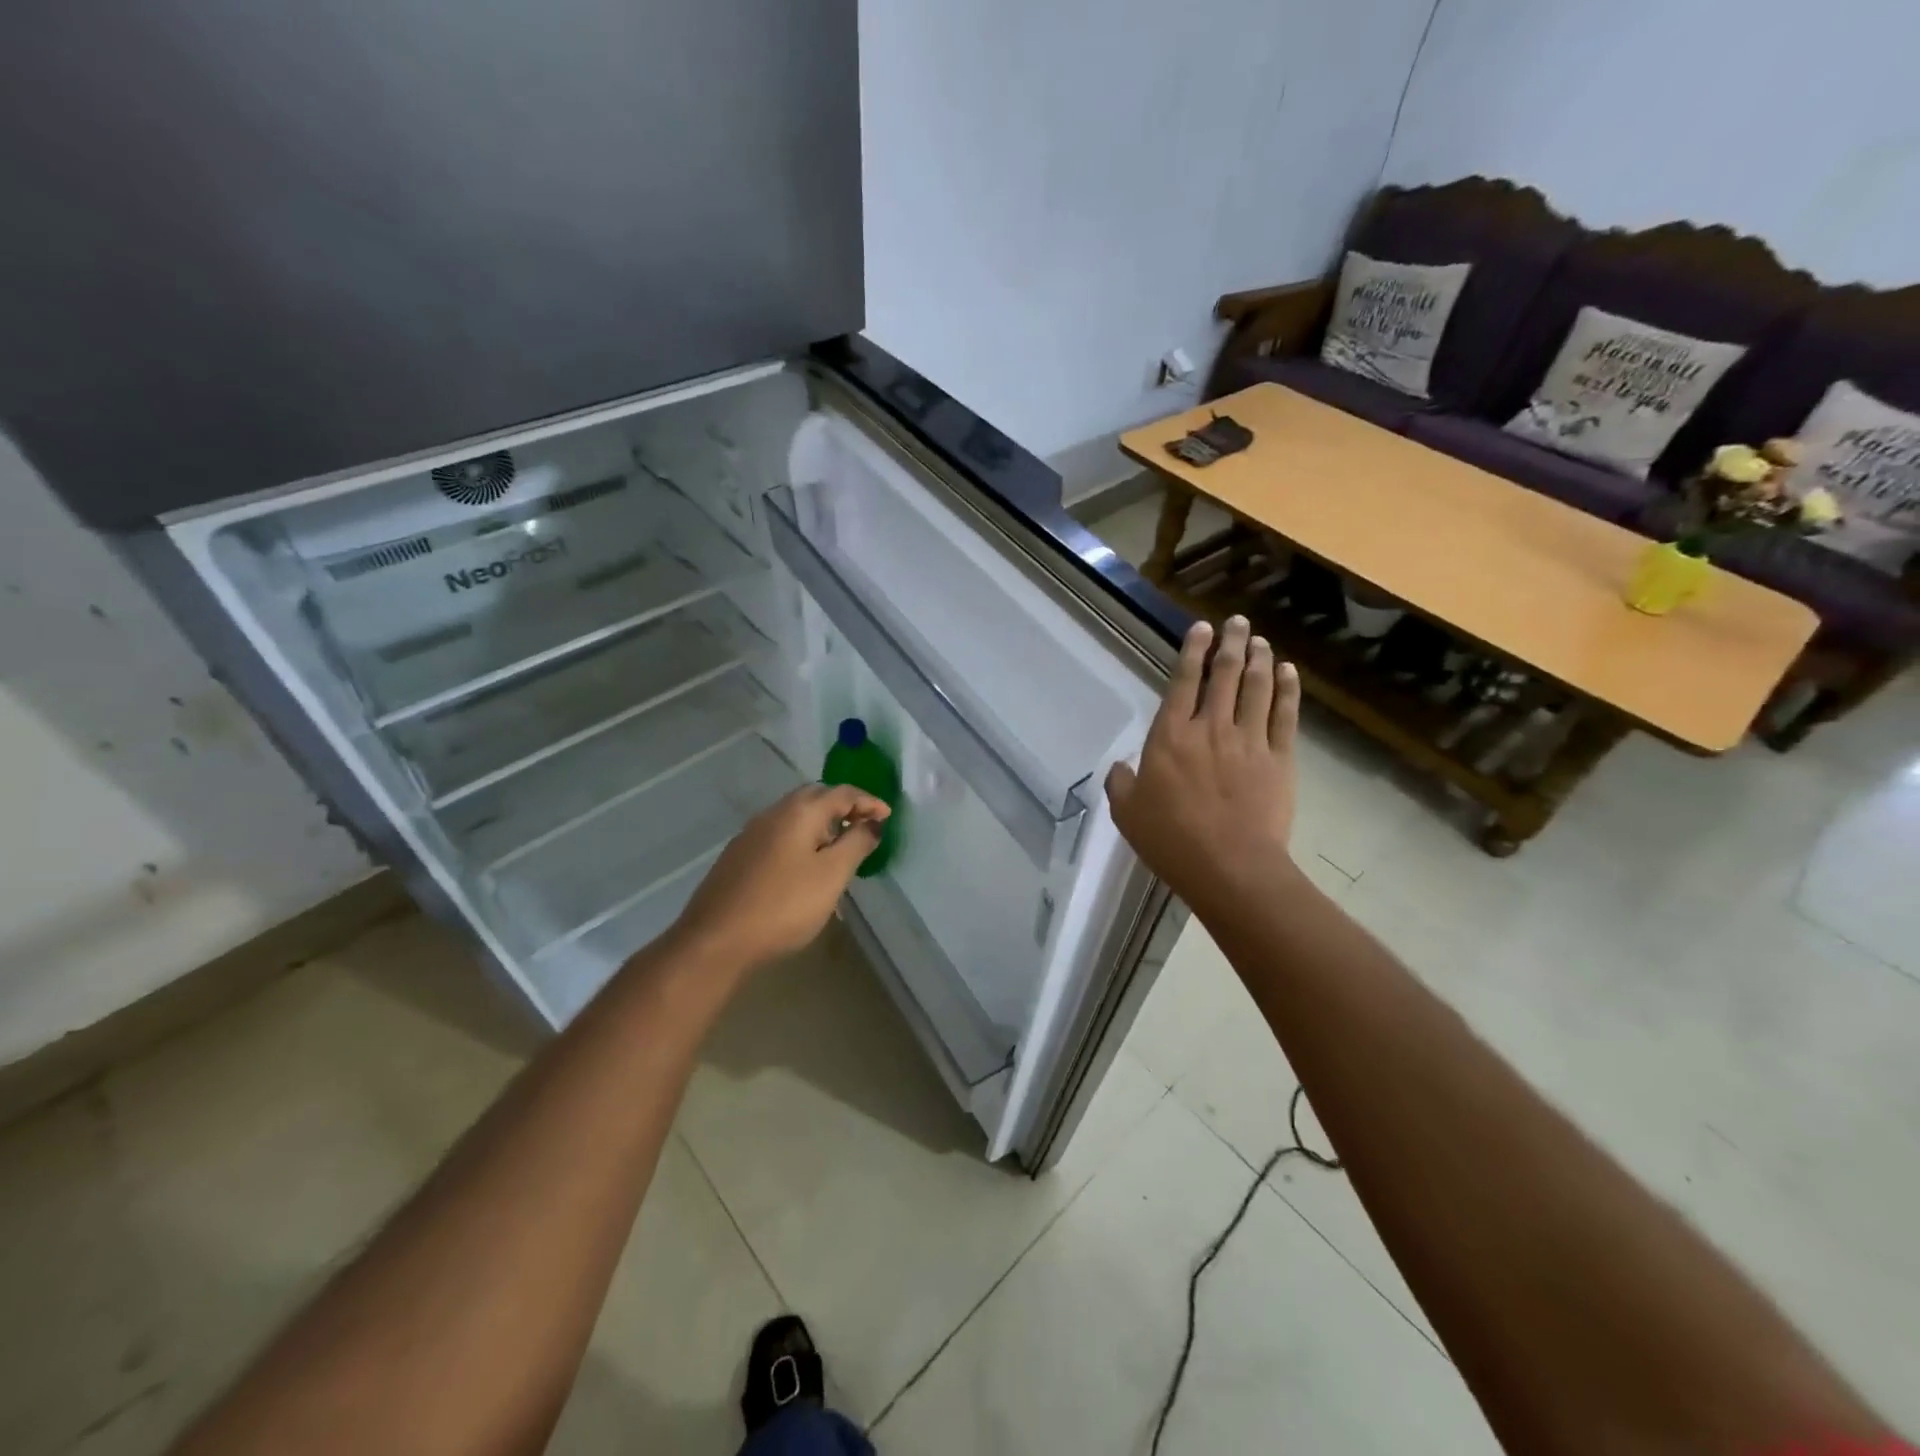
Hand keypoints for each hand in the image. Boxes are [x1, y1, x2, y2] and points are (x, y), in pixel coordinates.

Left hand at [670, 783, 890, 972]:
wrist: (716, 940)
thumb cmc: (784, 905)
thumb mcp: (832, 875)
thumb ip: (857, 843)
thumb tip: (873, 822)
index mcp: (799, 811)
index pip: (842, 792)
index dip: (869, 802)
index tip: (888, 817)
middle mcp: (773, 813)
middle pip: (815, 798)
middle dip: (843, 807)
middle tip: (864, 827)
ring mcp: (751, 834)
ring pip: (795, 817)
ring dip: (822, 824)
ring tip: (840, 848)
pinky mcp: (739, 856)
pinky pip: (780, 835)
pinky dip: (802, 839)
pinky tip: (806, 866)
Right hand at [1104, 616, 1299, 916]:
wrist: (1229, 867)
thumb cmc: (1171, 839)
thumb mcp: (1127, 813)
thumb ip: (1121, 783)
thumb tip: (1121, 766)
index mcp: (1171, 736)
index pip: (1182, 681)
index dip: (1193, 651)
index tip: (1201, 628)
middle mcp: (1211, 727)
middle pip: (1224, 674)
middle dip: (1230, 643)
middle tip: (1237, 622)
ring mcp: (1249, 740)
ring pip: (1256, 688)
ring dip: (1258, 658)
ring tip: (1259, 639)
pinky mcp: (1279, 759)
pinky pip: (1285, 715)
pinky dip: (1286, 689)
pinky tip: (1287, 671)